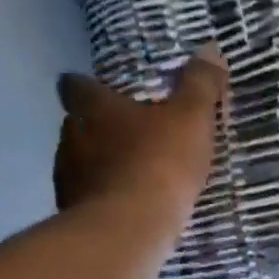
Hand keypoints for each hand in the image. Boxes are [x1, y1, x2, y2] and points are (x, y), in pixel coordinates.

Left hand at [53, 45, 227, 224]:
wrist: (128, 230)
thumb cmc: (158, 164)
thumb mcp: (190, 119)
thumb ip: (200, 85)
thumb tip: (211, 49)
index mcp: (93, 107)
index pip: (75, 85)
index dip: (88, 86)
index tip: (104, 93)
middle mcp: (70, 137)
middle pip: (78, 125)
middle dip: (99, 130)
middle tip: (130, 139)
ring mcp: (66, 178)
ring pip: (80, 164)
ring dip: (100, 168)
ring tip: (131, 179)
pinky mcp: (71, 214)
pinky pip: (87, 200)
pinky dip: (103, 201)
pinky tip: (126, 211)